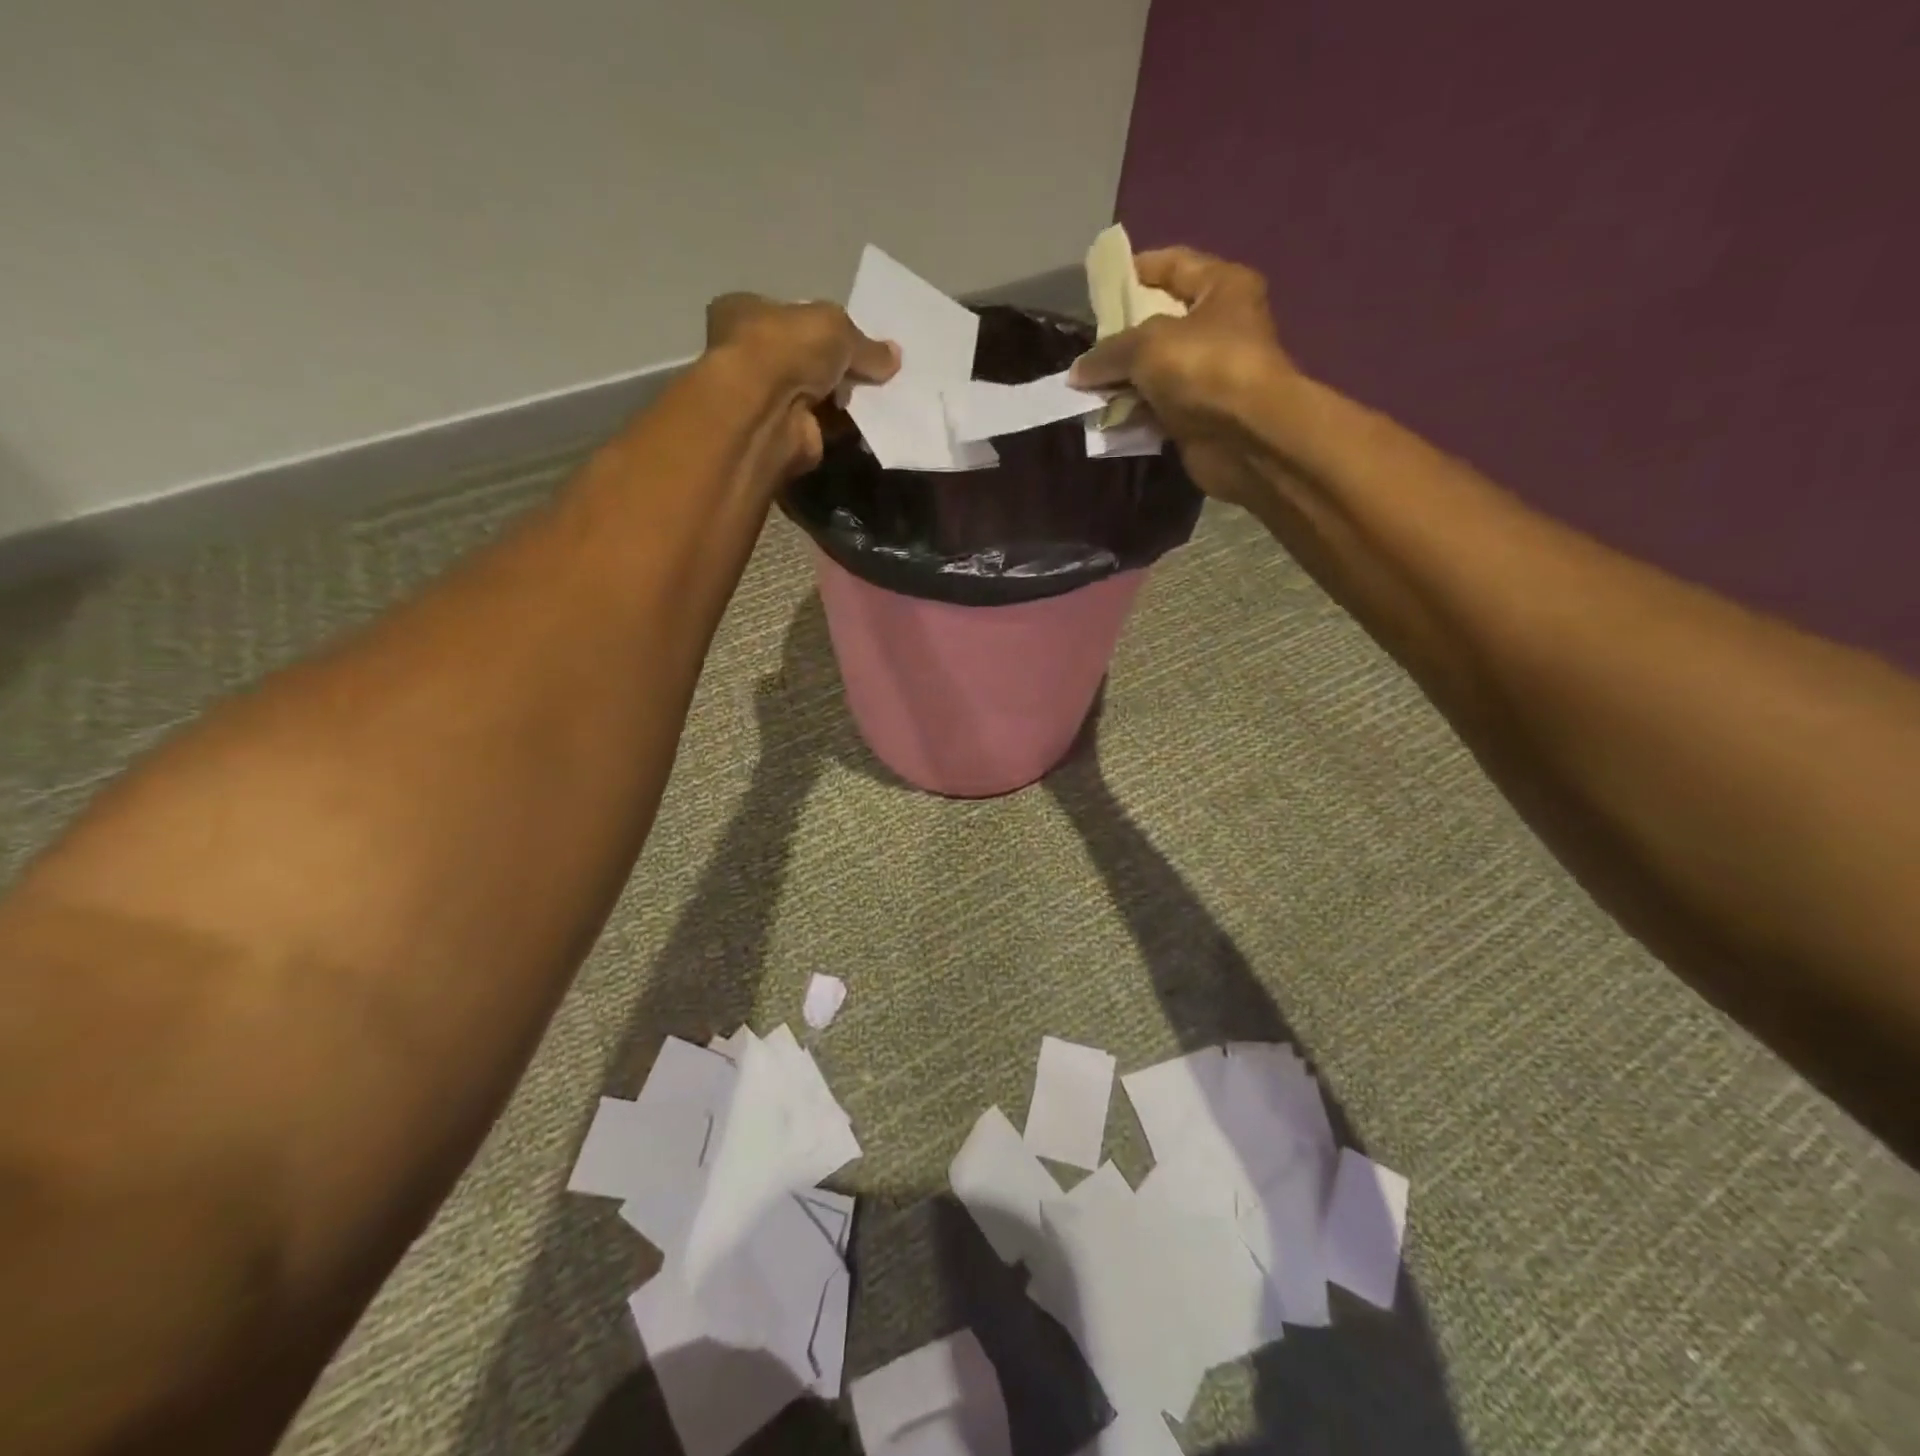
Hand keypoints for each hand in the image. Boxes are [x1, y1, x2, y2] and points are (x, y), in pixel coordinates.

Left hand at [704, 294, 898, 478]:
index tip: (856, 334)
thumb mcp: (835, 327)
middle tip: (877, 368)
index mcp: (746, 313)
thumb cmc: (787, 349)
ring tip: (885, 393)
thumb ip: (865, 344)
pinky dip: (849, 424)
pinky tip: (876, 420)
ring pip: (819, 394)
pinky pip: (827, 426)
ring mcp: (768, 400)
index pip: (790, 315)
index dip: (823, 324)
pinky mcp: (787, 436)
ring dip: (848, 396)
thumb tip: (894, 356)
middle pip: (807, 357)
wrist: (767, 414)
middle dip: (840, 364)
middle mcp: (751, 356)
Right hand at [1067, 248, 1295, 505]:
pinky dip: (1133, 412)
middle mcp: (1220, 327)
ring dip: (1123, 380)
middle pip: (1161, 322)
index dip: (1138, 269)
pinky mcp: (1198, 416)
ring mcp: (1209, 375)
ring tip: (1086, 386)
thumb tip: (1077, 372)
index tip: (1100, 284)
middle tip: (1088, 343)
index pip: (1175, 264)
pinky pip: (1156, 408)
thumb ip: (1107, 352)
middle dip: (1122, 334)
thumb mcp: (1146, 345)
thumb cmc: (1204, 367)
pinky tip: (1104, 417)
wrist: (1246, 437)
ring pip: (1155, 371)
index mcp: (1222, 287)